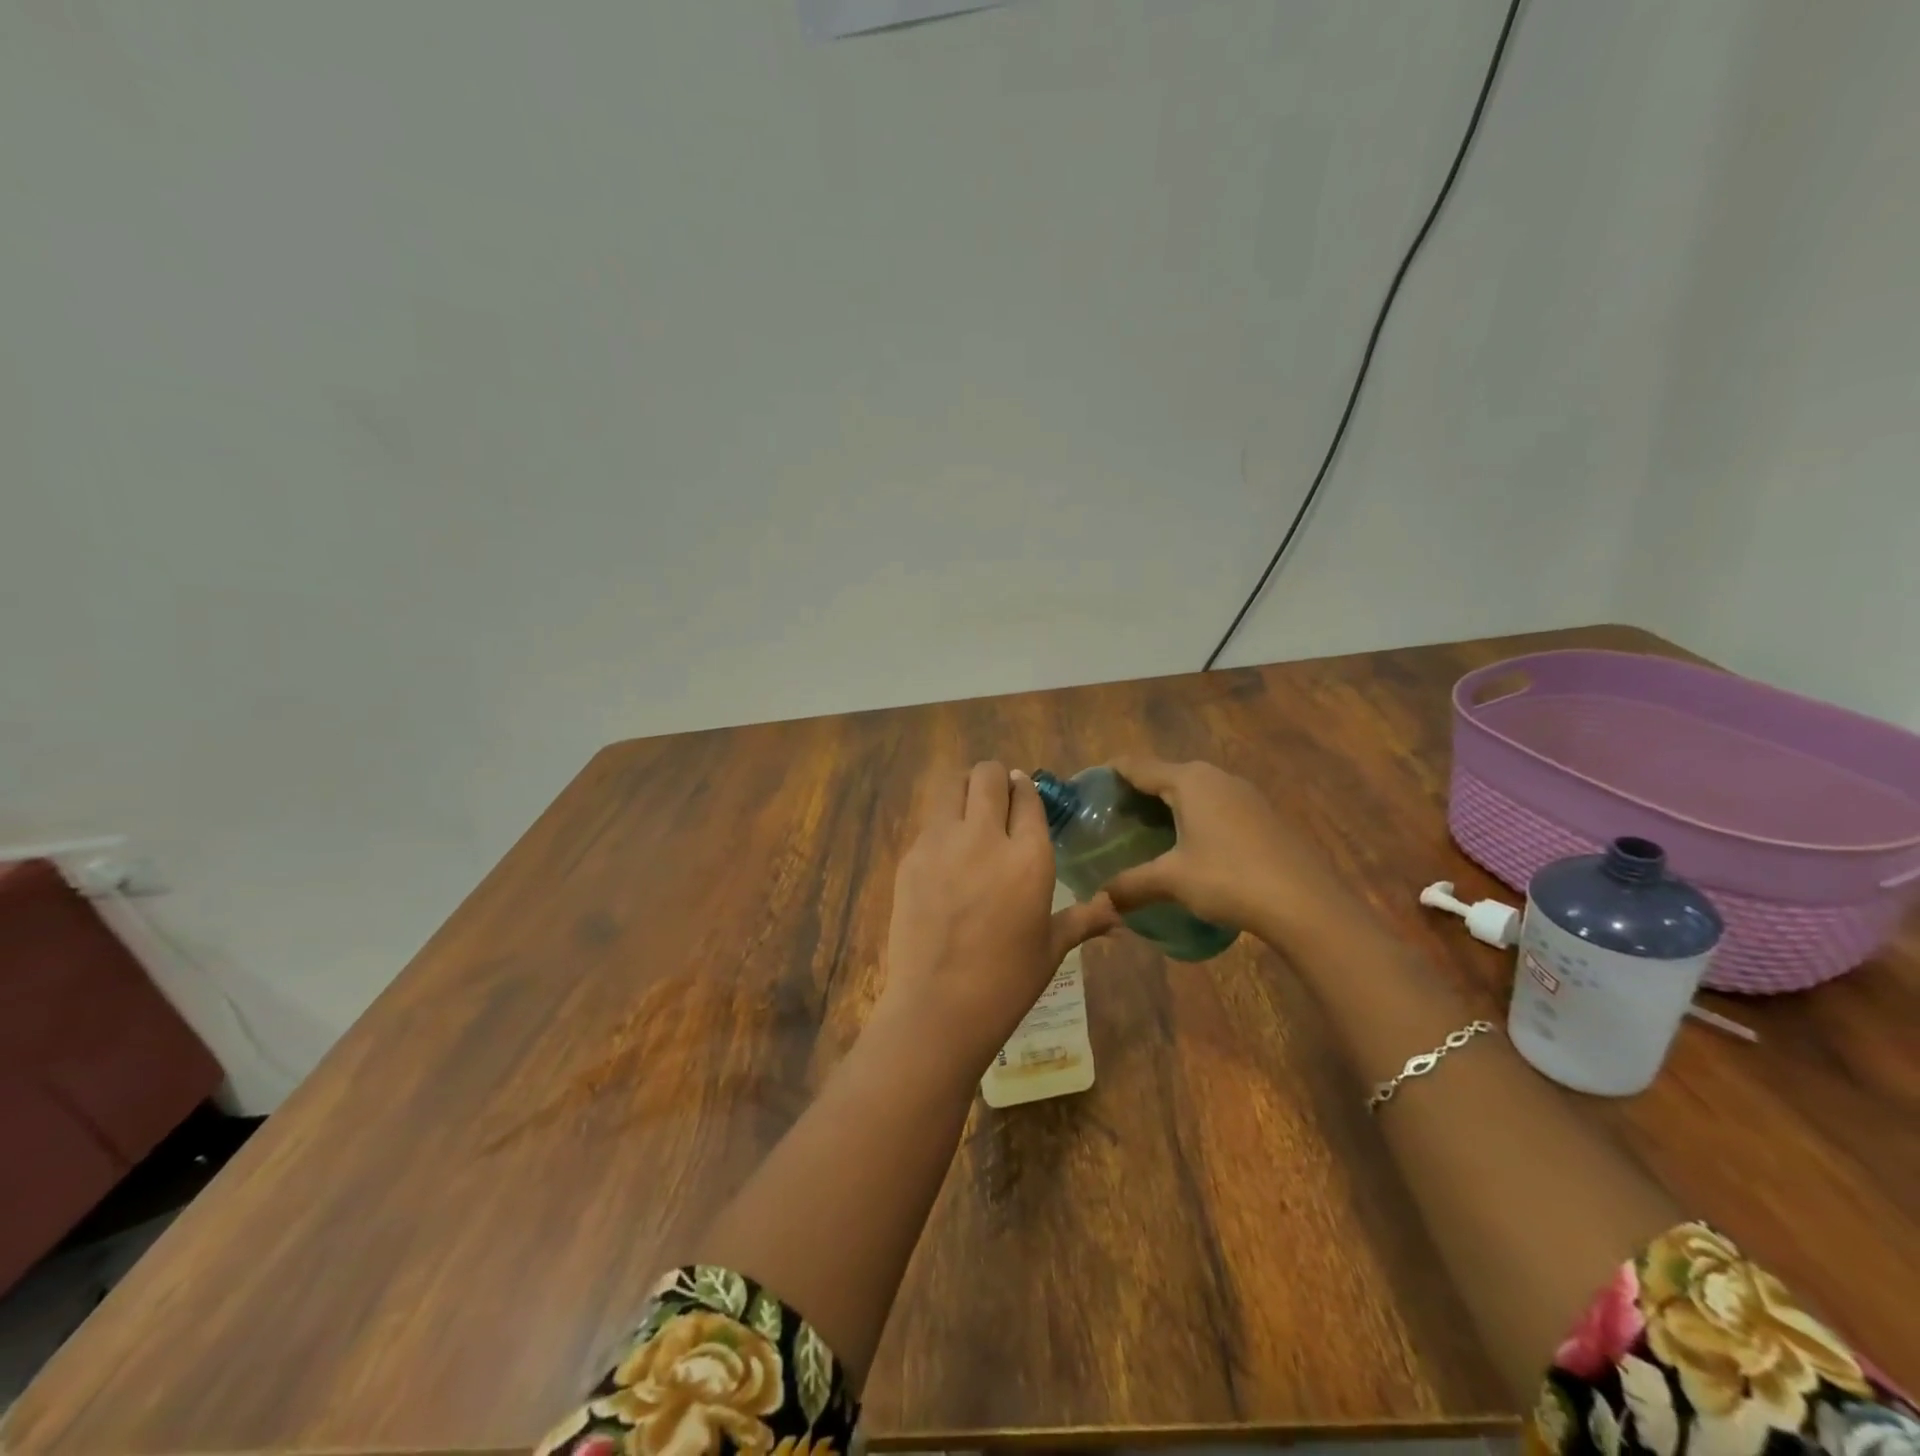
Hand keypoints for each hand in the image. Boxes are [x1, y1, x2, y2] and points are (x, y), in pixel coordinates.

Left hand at [879, 761, 1117, 1072]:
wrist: (938, 1007)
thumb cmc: (1007, 981)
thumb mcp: (1052, 947)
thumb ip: (1085, 919)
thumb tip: (1119, 913)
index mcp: (1029, 856)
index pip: (1027, 797)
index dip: (1026, 790)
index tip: (1023, 793)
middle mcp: (986, 837)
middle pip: (988, 776)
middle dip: (995, 778)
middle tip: (996, 797)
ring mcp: (942, 842)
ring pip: (952, 785)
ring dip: (964, 789)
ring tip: (969, 810)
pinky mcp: (911, 856)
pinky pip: (929, 821)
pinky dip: (942, 823)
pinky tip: (946, 852)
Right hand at [1101, 757, 1339, 931]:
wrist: (1306, 903)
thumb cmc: (1229, 878)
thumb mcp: (1172, 881)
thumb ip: (1131, 885)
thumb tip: (1100, 899)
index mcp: (1189, 780)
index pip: (1137, 765)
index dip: (1111, 774)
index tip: (1089, 788)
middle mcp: (1216, 776)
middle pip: (1165, 774)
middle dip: (1137, 792)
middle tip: (1112, 818)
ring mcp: (1244, 793)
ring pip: (1193, 790)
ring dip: (1168, 806)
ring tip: (1146, 833)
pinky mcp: (1262, 814)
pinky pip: (1215, 805)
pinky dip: (1194, 817)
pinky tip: (1189, 846)